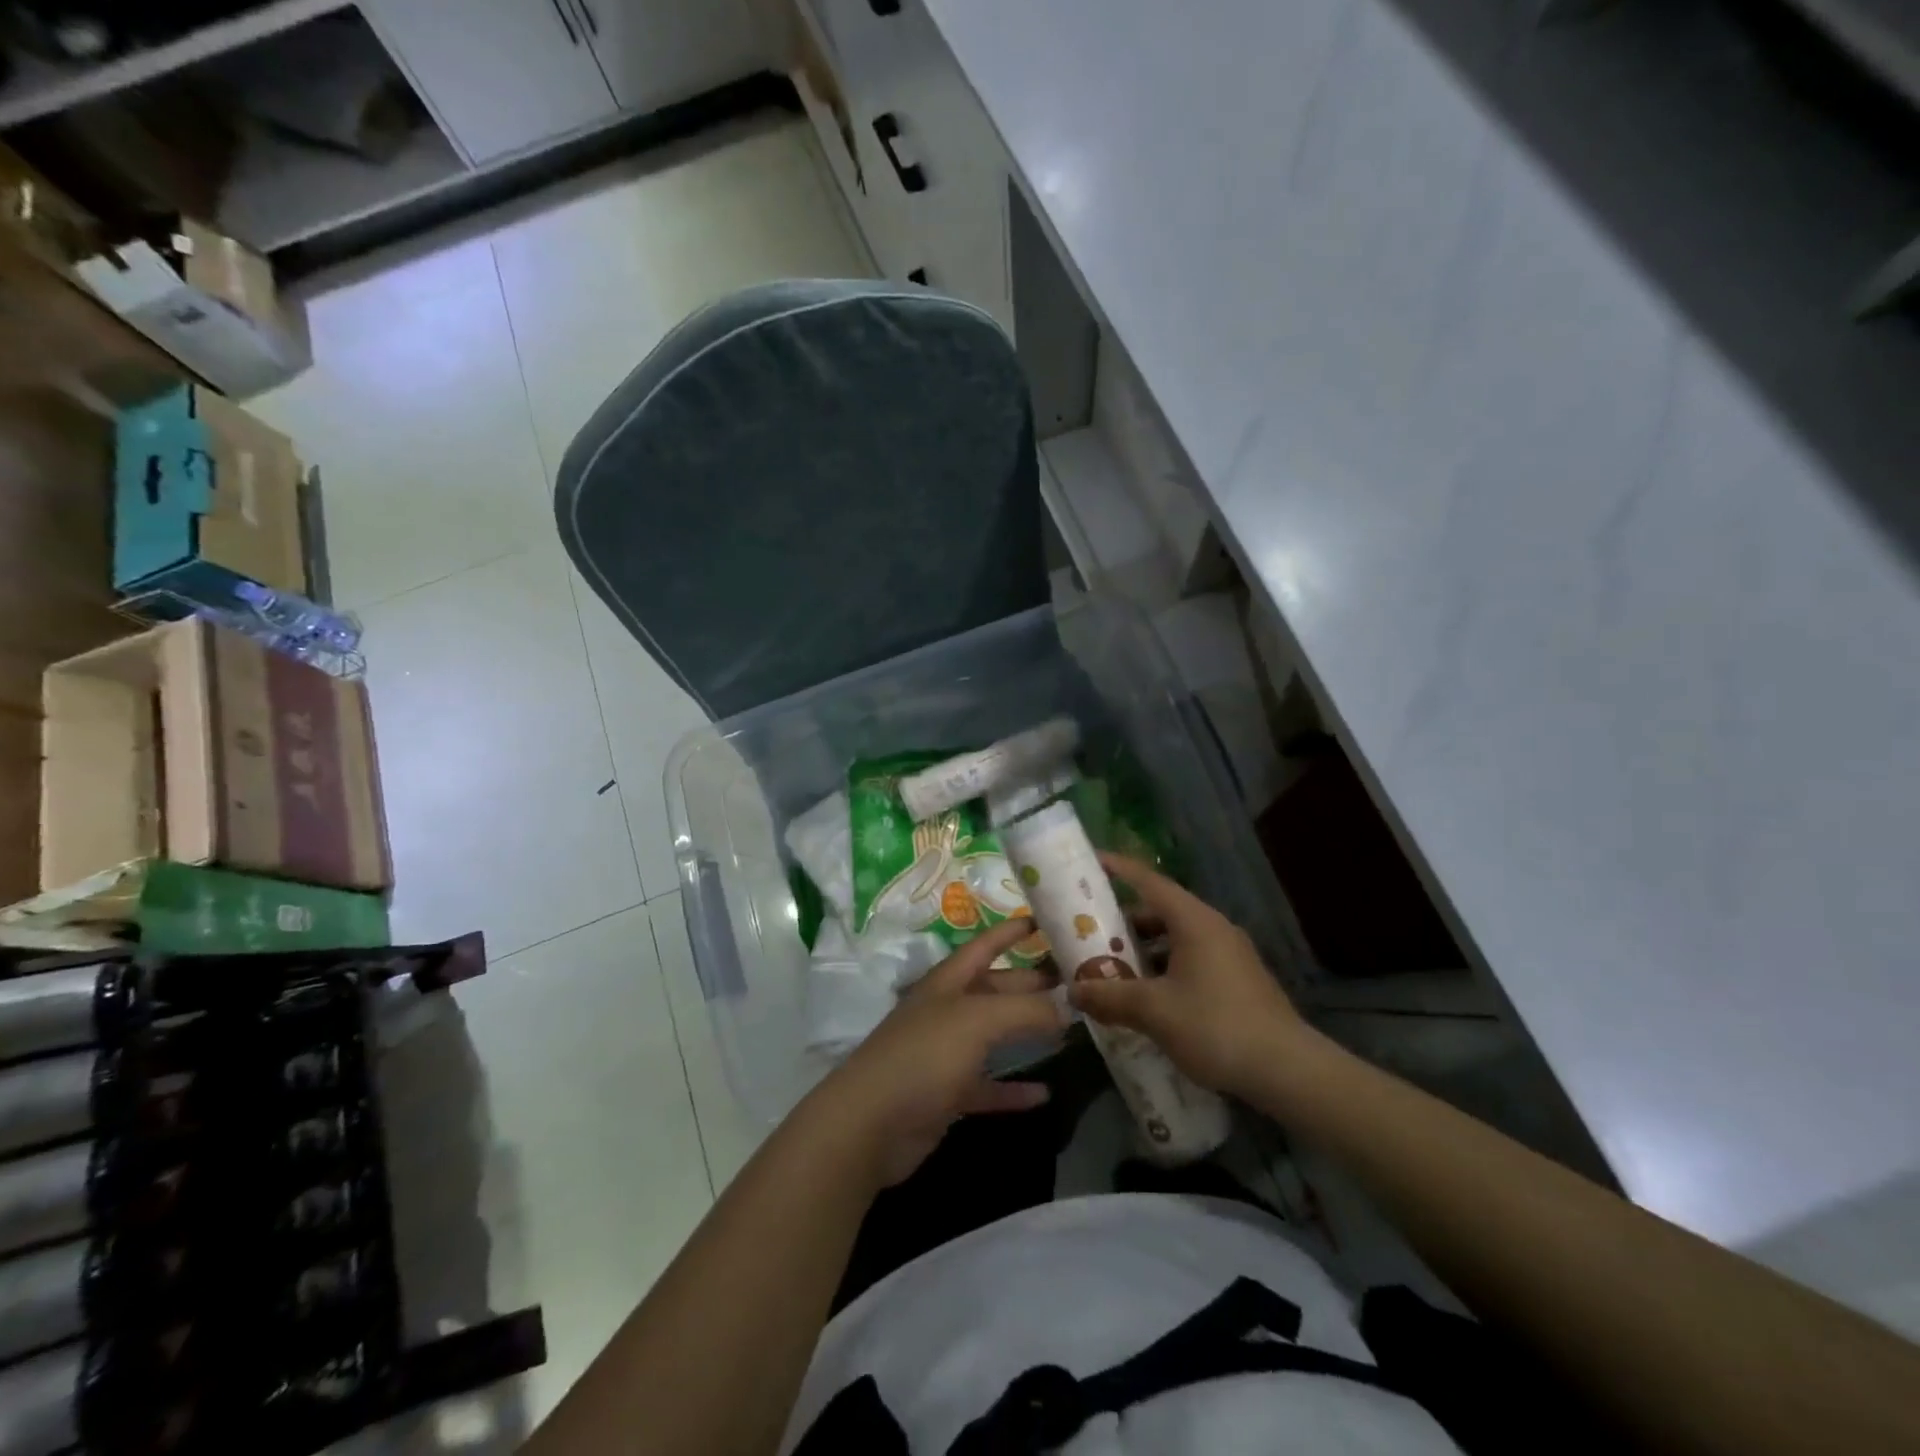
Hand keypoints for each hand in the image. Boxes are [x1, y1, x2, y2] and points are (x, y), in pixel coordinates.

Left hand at [804, 917, 1067, 1188]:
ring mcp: (944, 1053)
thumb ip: (1025, 1009)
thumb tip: (1067, 1007)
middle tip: (1075, 983)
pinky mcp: (946, 1094)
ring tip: (1068, 1029)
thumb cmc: (923, 1056)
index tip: (1046, 922)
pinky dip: (1013, 1088)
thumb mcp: (978, 1020)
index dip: (1012, 931)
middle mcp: (947, 1011)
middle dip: (1031, 984)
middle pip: (995, 989)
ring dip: (1026, 1032)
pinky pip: (987, 1086)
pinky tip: (1043, 1093)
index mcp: (948, 982)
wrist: (870, 1123)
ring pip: (994, 1035)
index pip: (985, 945)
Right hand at [1070, 853, 1306, 1098]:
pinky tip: (1147, 998)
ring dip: (1143, 950)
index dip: (1118, 869)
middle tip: (1088, 931)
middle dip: (1123, 921)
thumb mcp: (1154, 1011)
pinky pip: (1190, 961)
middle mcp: (1213, 928)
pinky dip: (1163, 969)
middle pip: (1159, 911)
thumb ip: (1110, 997)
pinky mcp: (1238, 981)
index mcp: (1194, 921)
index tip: (1090, 861)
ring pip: (1175, 939)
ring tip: (1111, 968)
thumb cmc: (1215, 1026)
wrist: (1288, 1070)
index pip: (1149, 881)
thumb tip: (1073, 991)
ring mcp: (1229, 954)